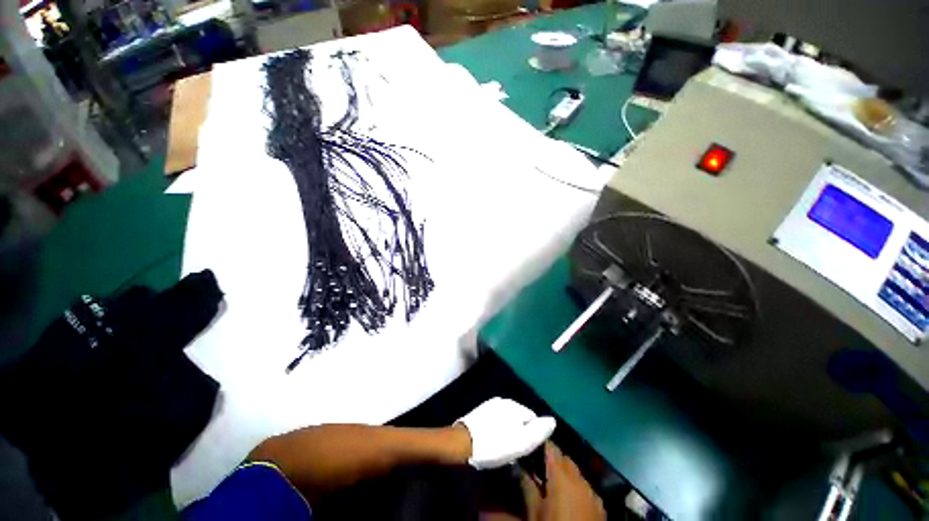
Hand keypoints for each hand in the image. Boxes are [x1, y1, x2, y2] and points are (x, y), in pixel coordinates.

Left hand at [455, 397, 555, 469]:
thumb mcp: (522, 442)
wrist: (463, 442)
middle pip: (519, 417)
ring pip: (507, 419)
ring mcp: (490, 404)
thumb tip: (552, 420)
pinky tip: (493, 441)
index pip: (533, 418)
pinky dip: (498, 429)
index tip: (527, 449)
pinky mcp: (479, 411)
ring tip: (504, 448)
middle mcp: (503, 400)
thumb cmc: (496, 444)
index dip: (533, 434)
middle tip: (515, 450)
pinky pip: (495, 420)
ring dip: (508, 431)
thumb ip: (539, 431)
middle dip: (520, 432)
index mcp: (515, 405)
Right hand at [522, 442, 604, 520]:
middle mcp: (578, 478)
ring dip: (565, 472)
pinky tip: (570, 496)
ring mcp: (592, 491)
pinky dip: (577, 485)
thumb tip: (518, 470)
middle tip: (538, 465)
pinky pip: (586, 486)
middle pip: (564, 458)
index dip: (541, 443)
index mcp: (561, 476)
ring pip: (576, 471)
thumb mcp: (534, 513)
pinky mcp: (600, 505)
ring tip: (553, 480)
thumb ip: (526, 488)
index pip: (551, 448)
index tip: (532, 443)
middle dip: (553, 458)